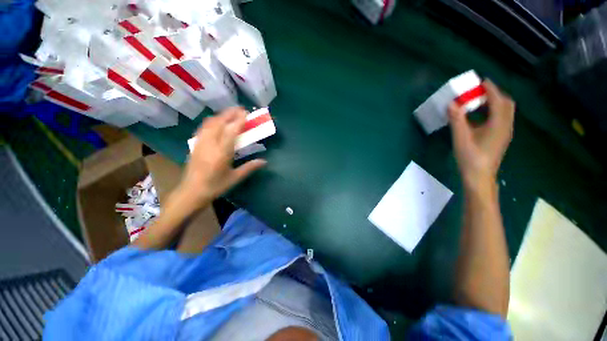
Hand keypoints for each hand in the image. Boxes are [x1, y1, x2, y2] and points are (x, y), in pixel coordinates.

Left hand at [175, 107, 266, 211]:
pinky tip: (216, 124)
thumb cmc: (215, 186)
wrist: (191, 192)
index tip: (246, 113)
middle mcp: (210, 144)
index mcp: (222, 153)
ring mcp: (200, 143)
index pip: (231, 131)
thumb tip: (264, 161)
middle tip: (240, 110)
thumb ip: (250, 167)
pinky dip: (212, 122)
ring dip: (220, 116)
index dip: (239, 120)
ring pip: (209, 123)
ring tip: (230, 115)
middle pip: (219, 122)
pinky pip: (204, 128)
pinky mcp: (195, 145)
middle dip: (230, 113)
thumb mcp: (235, 178)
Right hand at [449, 80, 514, 192]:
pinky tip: (480, 116)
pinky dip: (492, 111)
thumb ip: (457, 120)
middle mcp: (505, 125)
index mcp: (498, 123)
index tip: (481, 81)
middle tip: (479, 91)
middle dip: (494, 94)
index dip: (490, 89)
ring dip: (494, 103)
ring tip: (478, 101)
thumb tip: (451, 104)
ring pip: (504, 111)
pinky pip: (501, 118)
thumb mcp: (461, 138)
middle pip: (506, 103)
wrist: (479, 176)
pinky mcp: (500, 137)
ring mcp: (504, 132)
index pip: (498, 100)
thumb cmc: (471, 157)